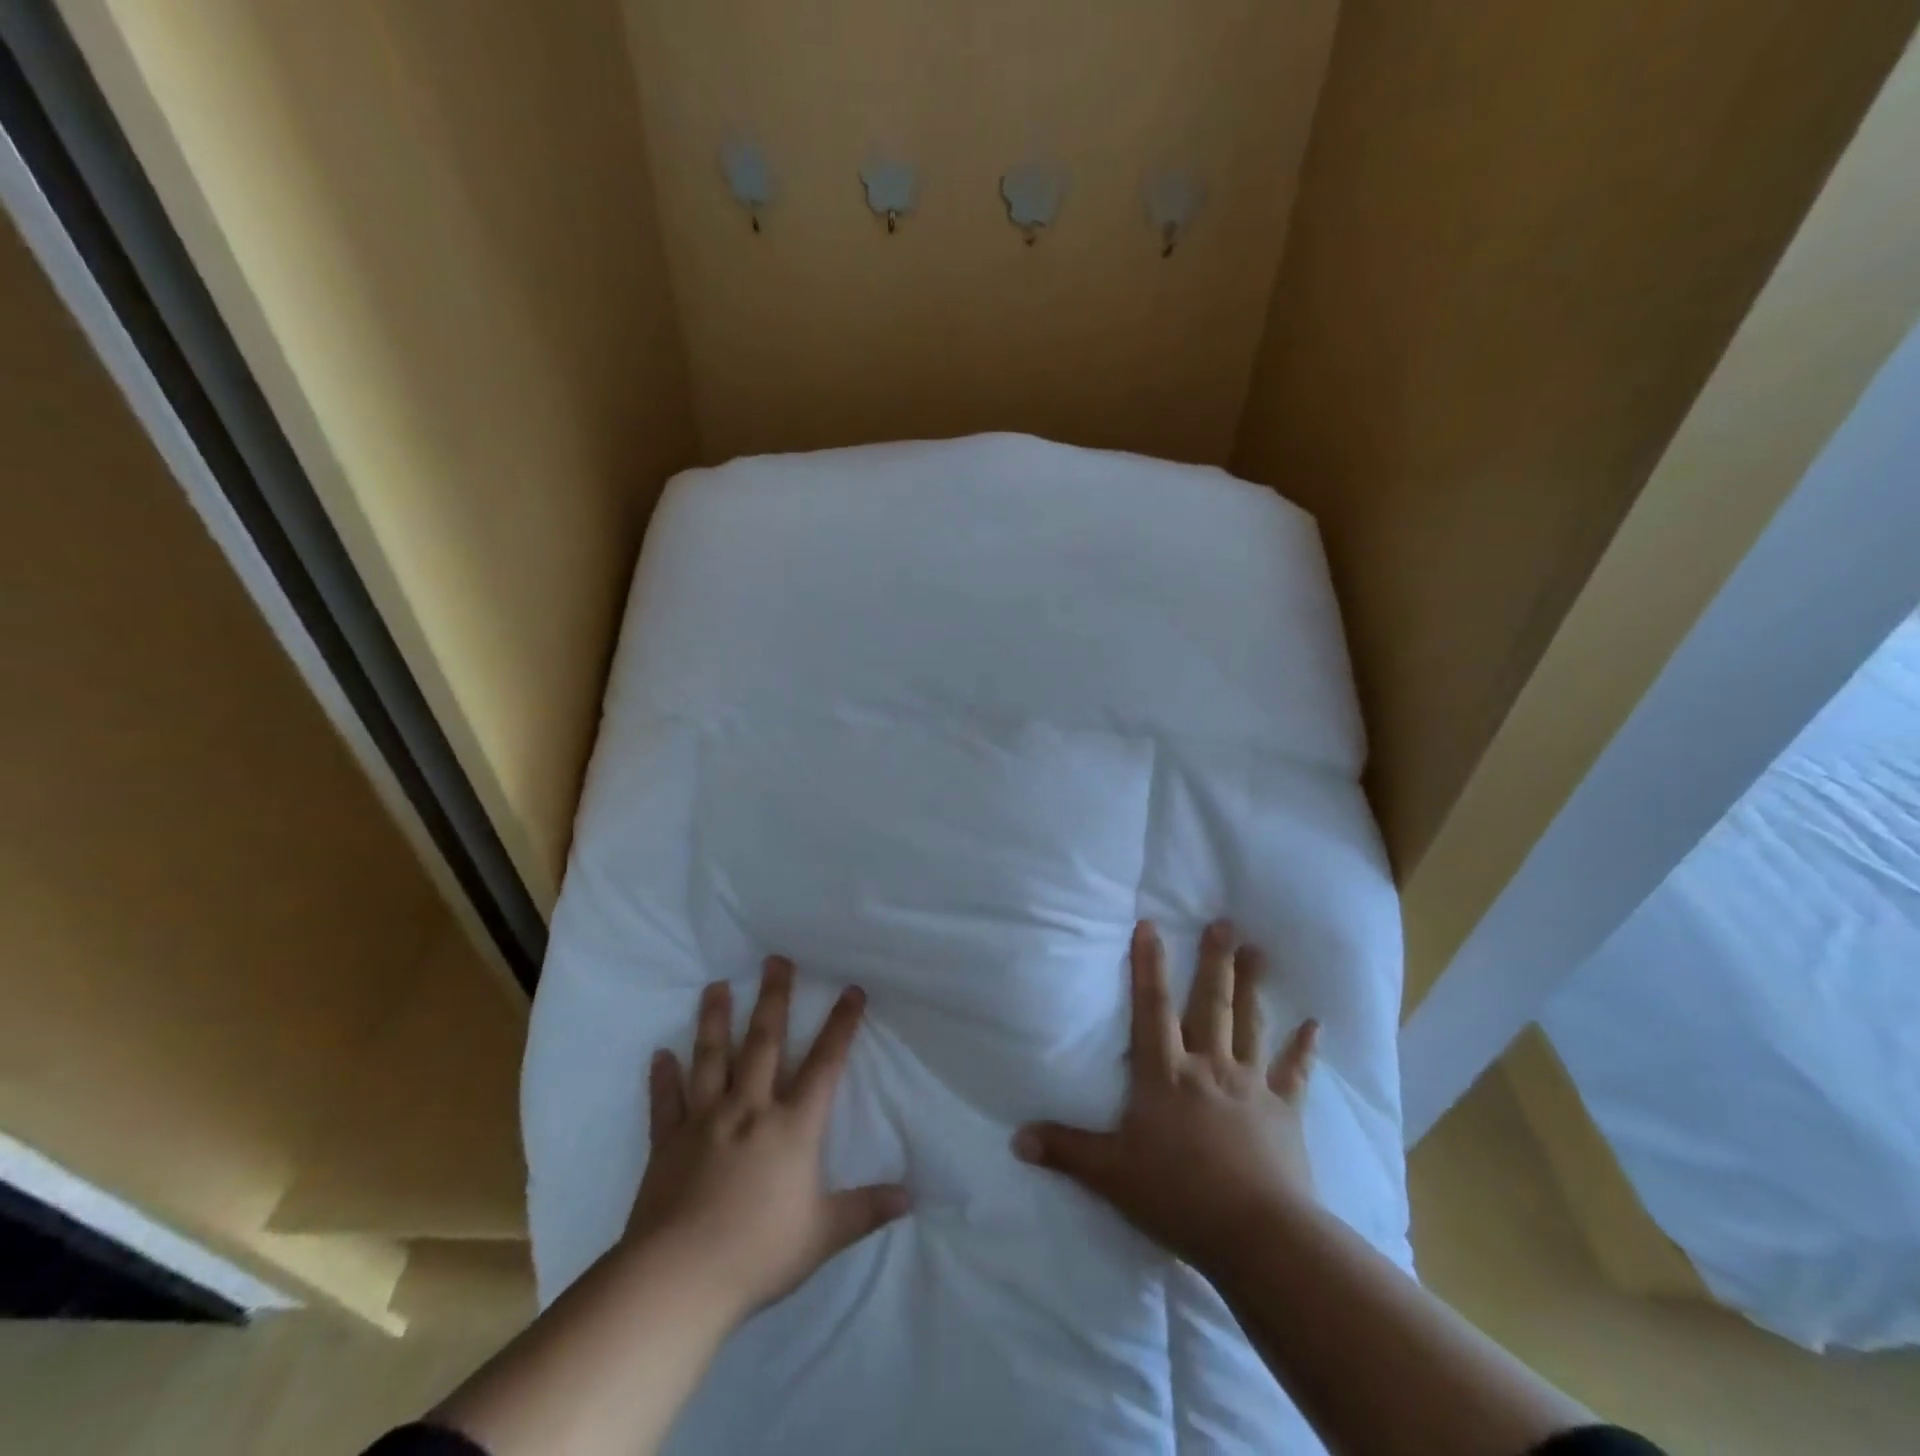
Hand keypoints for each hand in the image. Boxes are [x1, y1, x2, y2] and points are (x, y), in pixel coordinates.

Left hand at [626, 958, 910, 1317]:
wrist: (679, 1279)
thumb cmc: (758, 1252)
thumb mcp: (823, 1234)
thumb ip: (866, 1209)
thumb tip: (911, 1196)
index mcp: (791, 1127)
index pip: (824, 1064)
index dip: (841, 1025)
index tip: (851, 990)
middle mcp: (749, 1109)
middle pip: (764, 1042)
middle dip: (774, 998)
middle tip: (775, 960)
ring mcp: (705, 1121)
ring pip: (712, 1058)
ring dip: (715, 1019)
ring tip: (716, 986)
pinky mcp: (668, 1143)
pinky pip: (666, 1102)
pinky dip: (663, 1078)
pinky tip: (660, 1055)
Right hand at [1014, 919, 1319, 1273]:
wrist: (1258, 1236)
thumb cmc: (1179, 1196)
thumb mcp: (1111, 1174)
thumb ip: (1066, 1150)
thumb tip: (1015, 1138)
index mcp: (1165, 1074)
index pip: (1151, 1008)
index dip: (1148, 965)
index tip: (1151, 924)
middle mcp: (1208, 1067)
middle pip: (1210, 1004)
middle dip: (1214, 961)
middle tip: (1224, 922)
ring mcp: (1250, 1086)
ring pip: (1250, 1025)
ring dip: (1253, 987)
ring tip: (1258, 951)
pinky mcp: (1284, 1112)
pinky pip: (1294, 1073)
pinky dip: (1304, 1048)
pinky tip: (1315, 1025)